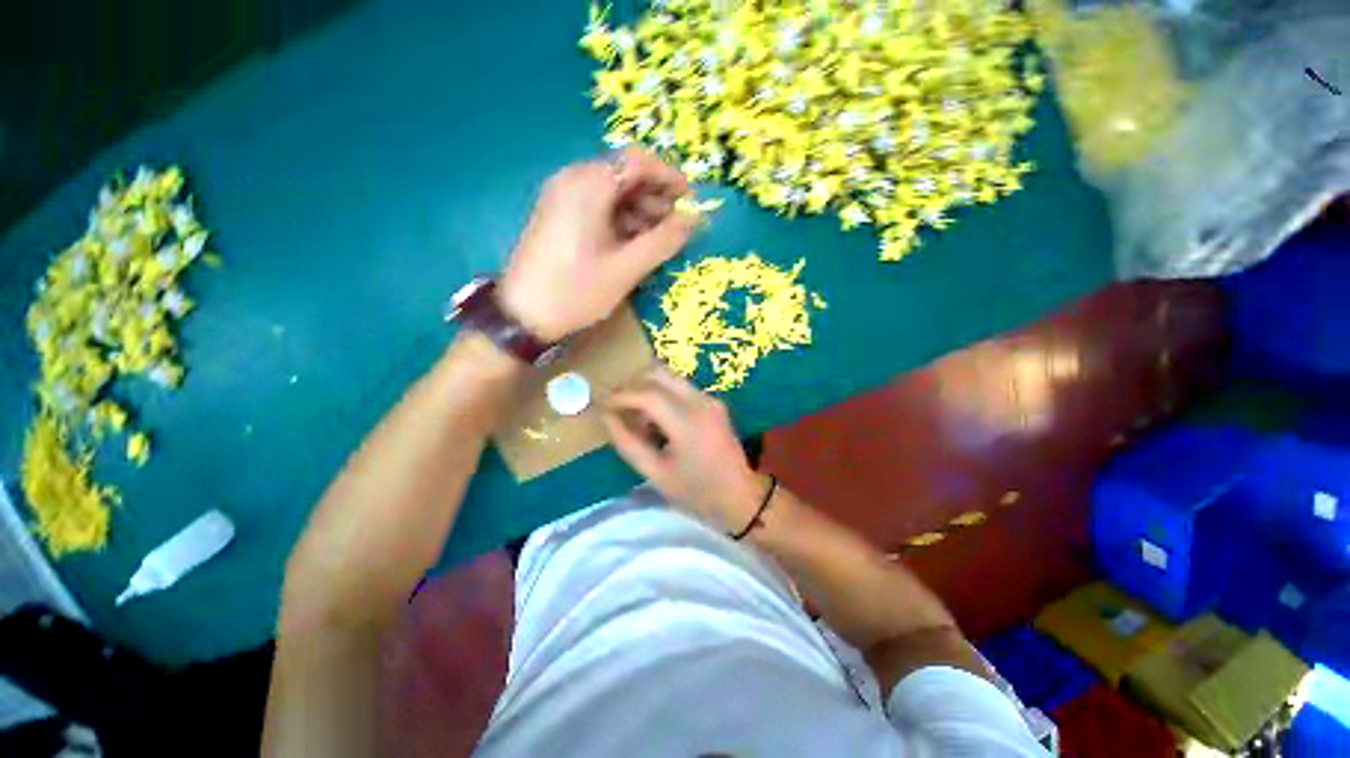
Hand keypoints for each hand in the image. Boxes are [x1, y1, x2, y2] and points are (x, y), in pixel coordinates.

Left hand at [499, 148, 696, 341]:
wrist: (523, 314)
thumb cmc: (577, 290)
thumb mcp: (626, 268)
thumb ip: (663, 241)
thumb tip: (694, 220)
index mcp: (588, 185)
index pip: (638, 161)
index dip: (669, 176)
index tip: (691, 199)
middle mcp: (573, 180)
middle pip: (624, 175)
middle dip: (655, 196)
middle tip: (677, 224)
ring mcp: (563, 197)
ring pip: (612, 192)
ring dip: (640, 210)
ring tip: (659, 239)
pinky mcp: (559, 215)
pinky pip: (597, 206)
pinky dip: (621, 219)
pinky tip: (634, 243)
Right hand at [603, 368, 766, 532]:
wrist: (740, 496)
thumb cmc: (697, 492)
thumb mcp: (656, 474)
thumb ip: (628, 443)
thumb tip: (606, 417)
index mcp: (688, 423)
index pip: (648, 394)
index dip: (621, 395)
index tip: (603, 404)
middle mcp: (701, 402)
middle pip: (659, 374)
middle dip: (633, 384)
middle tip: (617, 405)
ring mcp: (710, 399)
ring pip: (670, 377)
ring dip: (648, 389)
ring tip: (636, 417)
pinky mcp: (713, 402)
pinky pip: (681, 388)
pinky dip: (662, 395)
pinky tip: (656, 420)